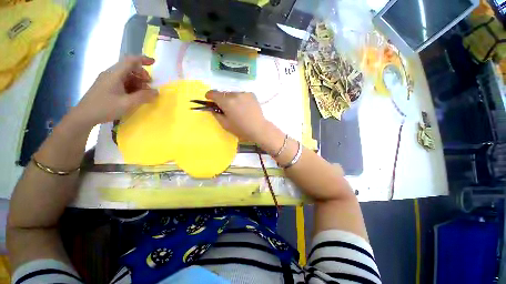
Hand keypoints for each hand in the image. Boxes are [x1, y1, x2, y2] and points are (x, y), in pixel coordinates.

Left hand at [72, 55, 158, 126]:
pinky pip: (122, 82)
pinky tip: (135, 95)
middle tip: (150, 85)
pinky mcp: (107, 87)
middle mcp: (111, 74)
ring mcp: (108, 80)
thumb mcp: (127, 103)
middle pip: (129, 68)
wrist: (84, 116)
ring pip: (126, 76)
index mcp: (114, 74)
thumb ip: (143, 97)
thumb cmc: (105, 108)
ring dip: (138, 82)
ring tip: (144, 93)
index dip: (143, 59)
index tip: (154, 62)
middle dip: (142, 74)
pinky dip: (132, 86)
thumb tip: (156, 92)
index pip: (130, 61)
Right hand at [205, 91, 269, 143]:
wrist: (258, 128)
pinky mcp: (251, 94)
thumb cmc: (241, 129)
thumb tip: (212, 108)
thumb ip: (216, 114)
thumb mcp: (225, 124)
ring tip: (236, 108)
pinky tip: (244, 107)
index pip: (213, 93)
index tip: (209, 99)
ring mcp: (244, 93)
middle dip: (221, 99)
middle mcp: (235, 94)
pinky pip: (241, 94)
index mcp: (227, 102)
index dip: (209, 96)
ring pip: (233, 93)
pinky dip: (240, 99)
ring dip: (231, 99)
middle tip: (225, 108)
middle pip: (223, 93)